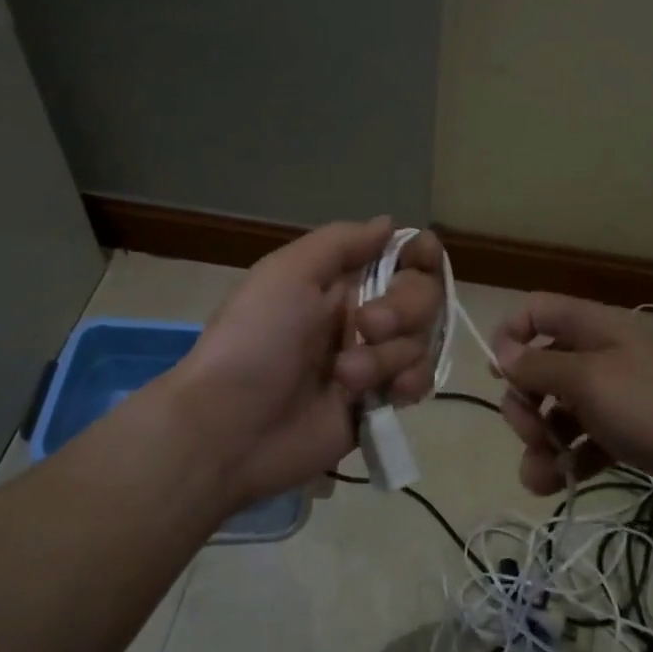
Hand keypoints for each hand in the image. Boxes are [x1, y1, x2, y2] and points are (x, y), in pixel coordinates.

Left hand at [172, 219, 444, 501]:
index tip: (422, 257)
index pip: (399, 255)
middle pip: (422, 295)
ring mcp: (372, 361)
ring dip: (388, 356)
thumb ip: (341, 242)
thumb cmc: (255, 340)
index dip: (421, 253)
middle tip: (368, 327)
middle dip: (404, 308)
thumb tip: (390, 223)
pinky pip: (418, 382)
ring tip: (346, 378)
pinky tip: (388, 395)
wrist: (230, 428)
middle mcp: (361, 315)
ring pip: (420, 340)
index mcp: (338, 281)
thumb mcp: (287, 274)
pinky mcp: (377, 403)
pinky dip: (410, 383)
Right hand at [491, 293, 652, 502]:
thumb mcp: (589, 382)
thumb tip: (500, 352)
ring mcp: (613, 393)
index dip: (509, 336)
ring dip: (540, 441)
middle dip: (524, 404)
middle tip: (531, 434)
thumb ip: (539, 366)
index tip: (498, 375)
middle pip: (539, 367)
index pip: (535, 311)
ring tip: (541, 475)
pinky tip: (560, 484)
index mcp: (591, 327)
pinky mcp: (625, 430)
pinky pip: (582, 438)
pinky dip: (568, 459)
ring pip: (557, 409)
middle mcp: (598, 353)